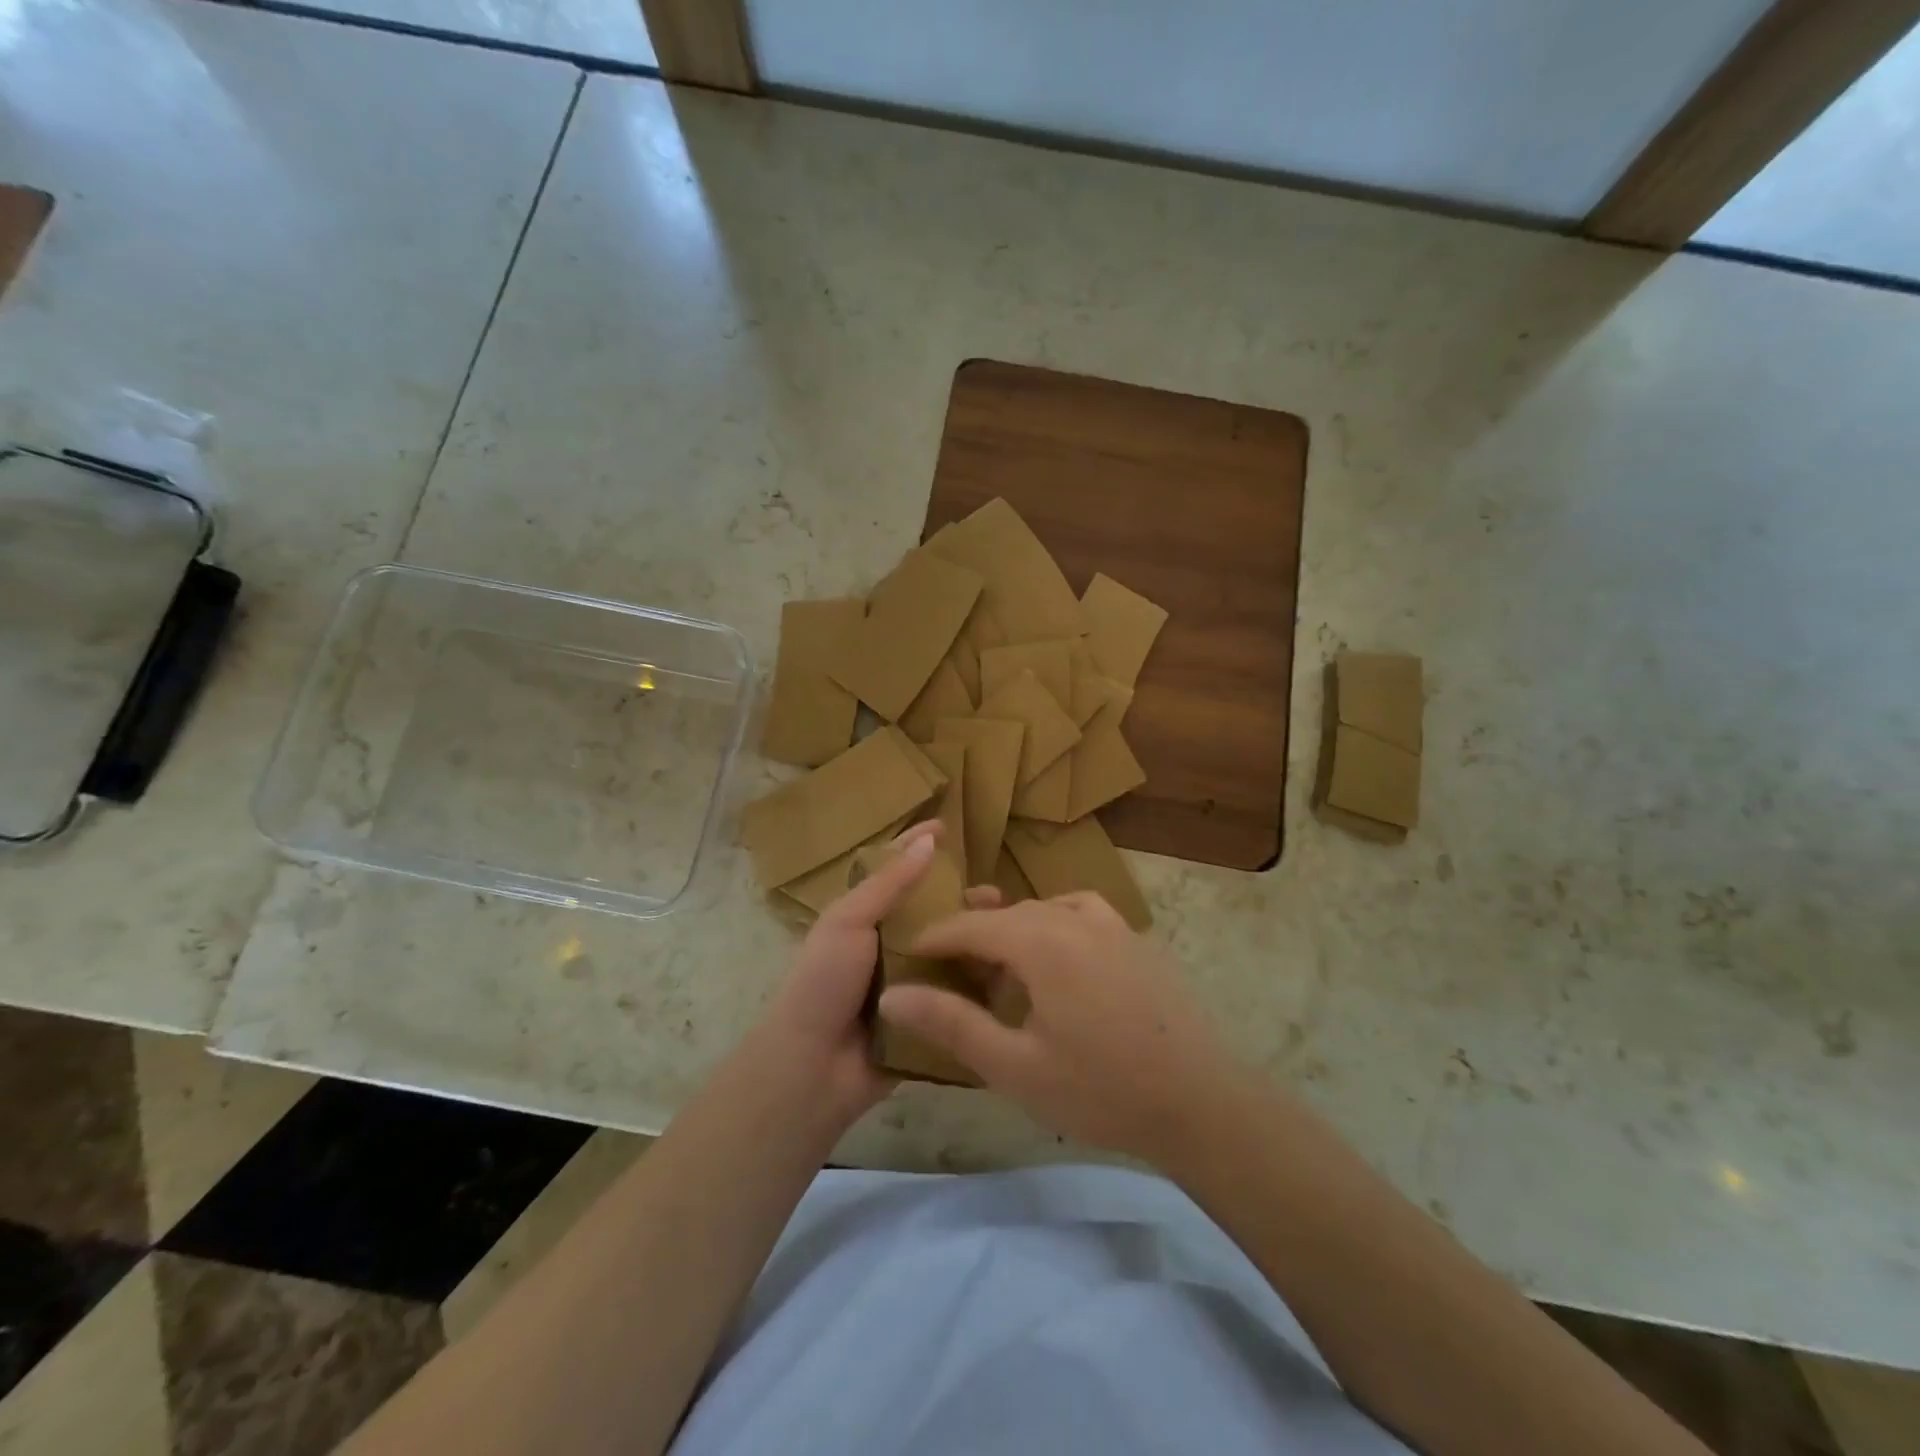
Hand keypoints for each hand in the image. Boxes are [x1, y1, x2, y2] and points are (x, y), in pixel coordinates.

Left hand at [756, 822, 1001, 1134]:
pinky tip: (1012, 975)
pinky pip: (958, 996)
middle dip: (963, 900)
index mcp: (865, 918)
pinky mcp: (927, 1019)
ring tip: (1011, 931)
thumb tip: (929, 840)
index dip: (917, 847)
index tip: (948, 827)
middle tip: (998, 896)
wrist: (812, 1068)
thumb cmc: (824, 982)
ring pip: (951, 952)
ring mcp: (910, 984)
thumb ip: (889, 883)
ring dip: (978, 940)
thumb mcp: (848, 921)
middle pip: (933, 913)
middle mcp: (890, 946)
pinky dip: (981, 984)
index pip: (895, 871)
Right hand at [878, 892, 1237, 1165]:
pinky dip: (1055, 925)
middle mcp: (1074, 917)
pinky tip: (1057, 958)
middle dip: (971, 935)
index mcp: (1041, 940)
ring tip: (996, 965)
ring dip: (1013, 929)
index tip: (905, 954)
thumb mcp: (1014, 1066)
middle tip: (945, 971)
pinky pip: (1081, 914)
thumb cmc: (1101, 1090)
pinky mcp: (1137, 939)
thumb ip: (951, 1023)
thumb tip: (893, 994)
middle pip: (1007, 913)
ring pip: (1044, 910)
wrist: (1202, 1103)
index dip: (933, 937)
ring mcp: (1112, 923)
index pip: (969, 924)